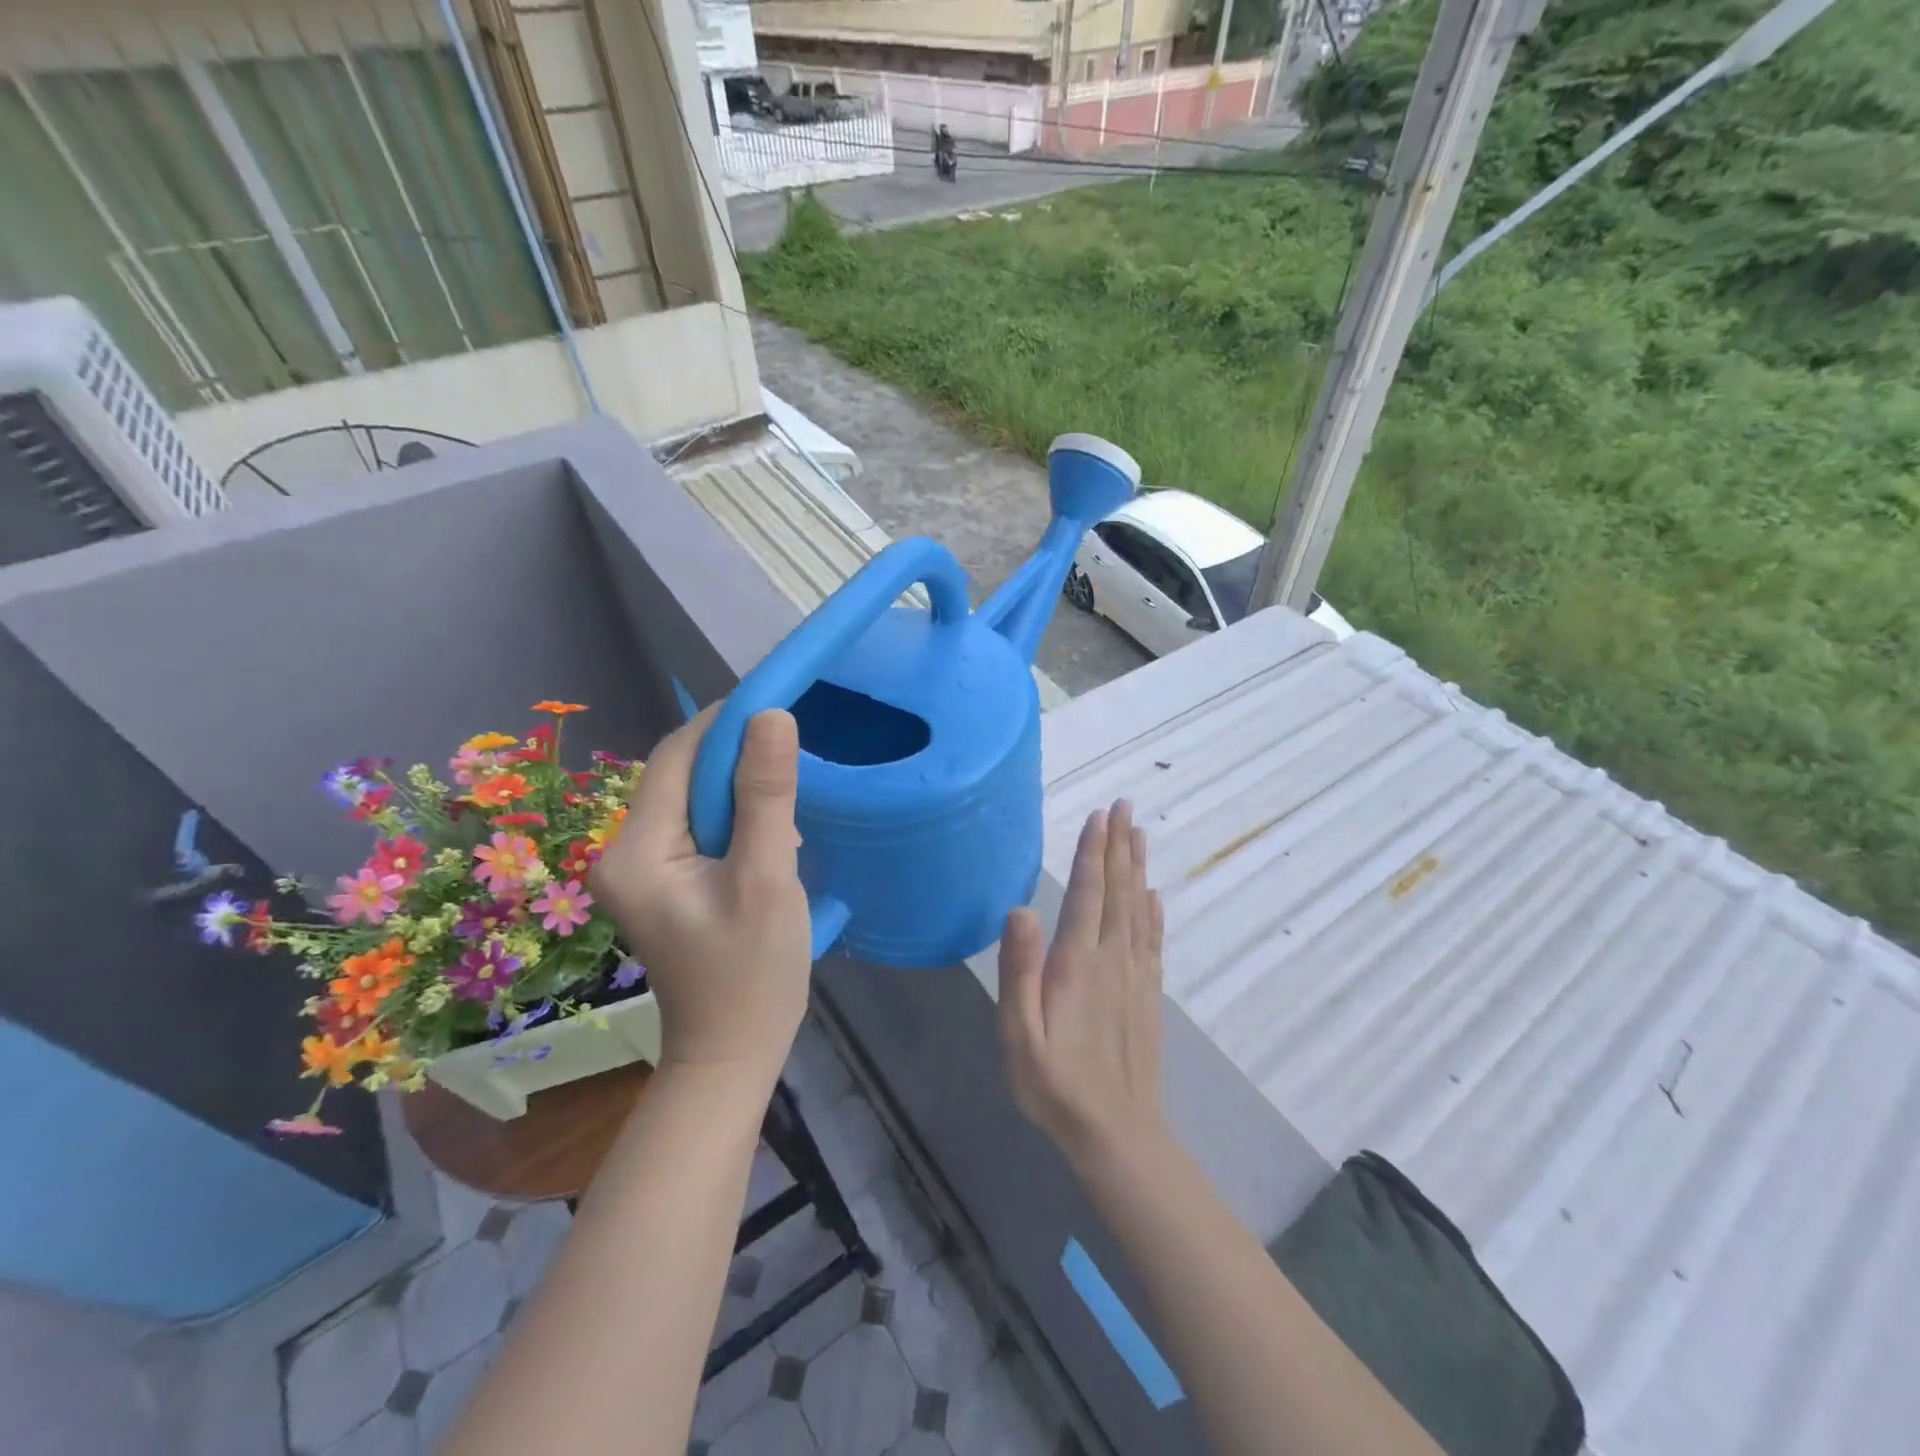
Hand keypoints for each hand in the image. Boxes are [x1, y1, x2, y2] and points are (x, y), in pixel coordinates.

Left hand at [590, 707, 812, 1088]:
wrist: (732, 1053)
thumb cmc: (752, 973)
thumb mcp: (766, 879)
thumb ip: (766, 796)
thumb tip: (771, 716)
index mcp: (636, 850)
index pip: (676, 756)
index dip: (724, 721)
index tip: (777, 700)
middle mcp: (624, 852)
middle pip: (681, 775)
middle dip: (735, 757)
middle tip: (793, 751)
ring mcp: (641, 870)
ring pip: (693, 800)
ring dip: (739, 788)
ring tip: (788, 795)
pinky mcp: (664, 883)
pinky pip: (698, 827)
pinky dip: (735, 817)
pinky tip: (770, 834)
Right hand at [998, 800, 1165, 1165]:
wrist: (1115, 1134)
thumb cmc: (1055, 1085)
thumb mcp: (1019, 1034)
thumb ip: (1019, 971)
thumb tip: (1020, 908)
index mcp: (1078, 962)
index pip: (1088, 893)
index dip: (1092, 852)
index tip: (1099, 815)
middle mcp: (1111, 959)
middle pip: (1119, 891)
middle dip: (1119, 846)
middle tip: (1124, 806)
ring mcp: (1135, 977)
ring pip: (1139, 909)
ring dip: (1138, 868)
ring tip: (1139, 834)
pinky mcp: (1148, 996)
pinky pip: (1153, 942)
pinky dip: (1155, 913)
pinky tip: (1157, 897)